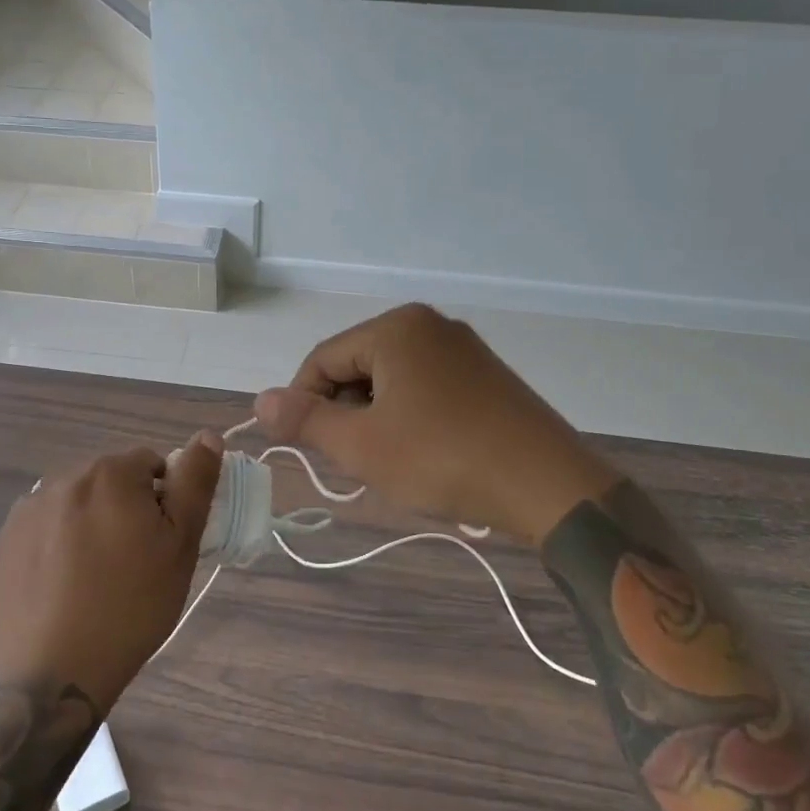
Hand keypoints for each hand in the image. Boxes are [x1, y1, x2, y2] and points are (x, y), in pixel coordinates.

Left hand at [0, 434, 223, 708]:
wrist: (50, 675)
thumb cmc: (130, 608)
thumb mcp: (181, 546)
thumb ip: (195, 484)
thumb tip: (207, 435)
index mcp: (110, 473)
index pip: (150, 465)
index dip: (163, 502)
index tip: (161, 544)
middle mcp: (63, 478)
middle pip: (110, 481)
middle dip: (125, 509)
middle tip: (133, 565)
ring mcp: (27, 510)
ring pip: (76, 504)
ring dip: (90, 524)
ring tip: (94, 579)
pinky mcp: (3, 542)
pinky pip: (43, 528)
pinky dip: (57, 545)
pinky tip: (61, 587)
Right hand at [254, 303, 619, 542]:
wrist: (548, 486)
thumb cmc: (442, 458)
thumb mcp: (361, 445)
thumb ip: (306, 420)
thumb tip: (260, 401)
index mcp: (395, 328)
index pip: (322, 359)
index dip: (302, 403)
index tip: (305, 447)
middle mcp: (429, 325)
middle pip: (357, 366)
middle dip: (344, 412)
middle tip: (353, 460)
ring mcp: (463, 348)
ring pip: (391, 379)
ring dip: (375, 418)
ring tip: (389, 461)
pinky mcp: (486, 374)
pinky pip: (425, 386)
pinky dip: (408, 416)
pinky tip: (422, 452)